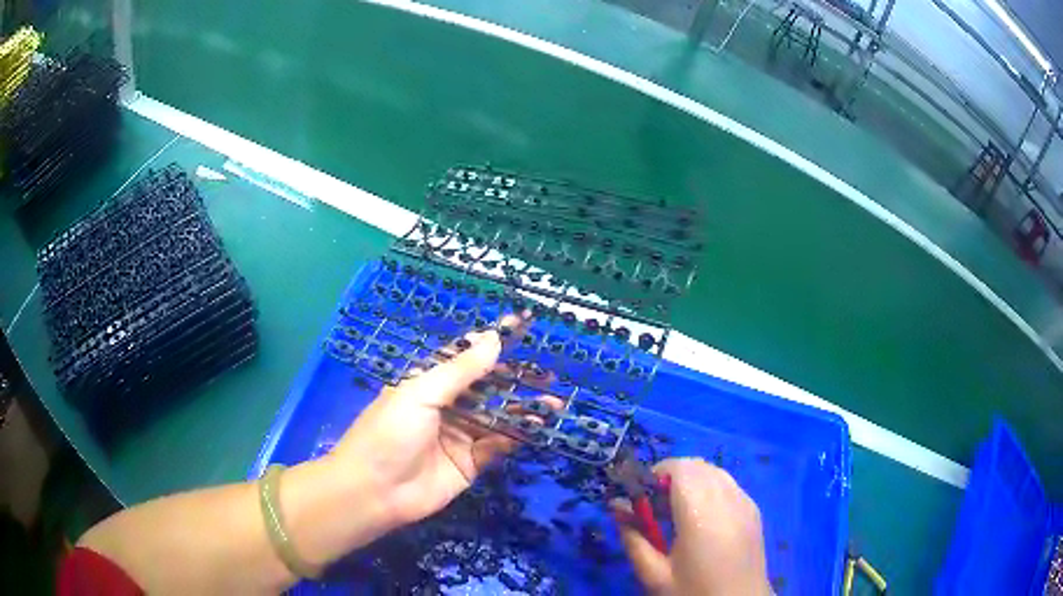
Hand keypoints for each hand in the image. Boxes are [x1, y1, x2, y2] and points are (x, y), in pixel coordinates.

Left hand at [327, 314, 534, 530]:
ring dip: (523, 409)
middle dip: (515, 379)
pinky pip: (498, 446)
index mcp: (428, 384)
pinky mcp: (470, 464)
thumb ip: (461, 370)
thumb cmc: (390, 432)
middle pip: (486, 388)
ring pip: (497, 417)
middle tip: (548, 372)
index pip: (464, 358)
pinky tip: (538, 427)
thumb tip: (493, 338)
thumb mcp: (421, 393)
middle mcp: (446, 407)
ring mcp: (459, 436)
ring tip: (554, 402)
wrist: (375, 491)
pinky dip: (517, 436)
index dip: (490, 344)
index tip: (520, 328)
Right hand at [614, 458, 771, 595]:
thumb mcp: (654, 574)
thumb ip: (633, 538)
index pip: (679, 468)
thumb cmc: (693, 592)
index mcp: (701, 513)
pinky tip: (702, 518)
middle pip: (696, 465)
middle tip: (655, 509)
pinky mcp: (754, 510)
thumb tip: (616, 507)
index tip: (640, 499)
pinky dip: (710, 488)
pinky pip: (728, 484)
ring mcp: (745, 502)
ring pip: (714, 471)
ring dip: (691, 481)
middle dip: (671, 477)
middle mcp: (727, 498)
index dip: (655, 474)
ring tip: (677, 513)